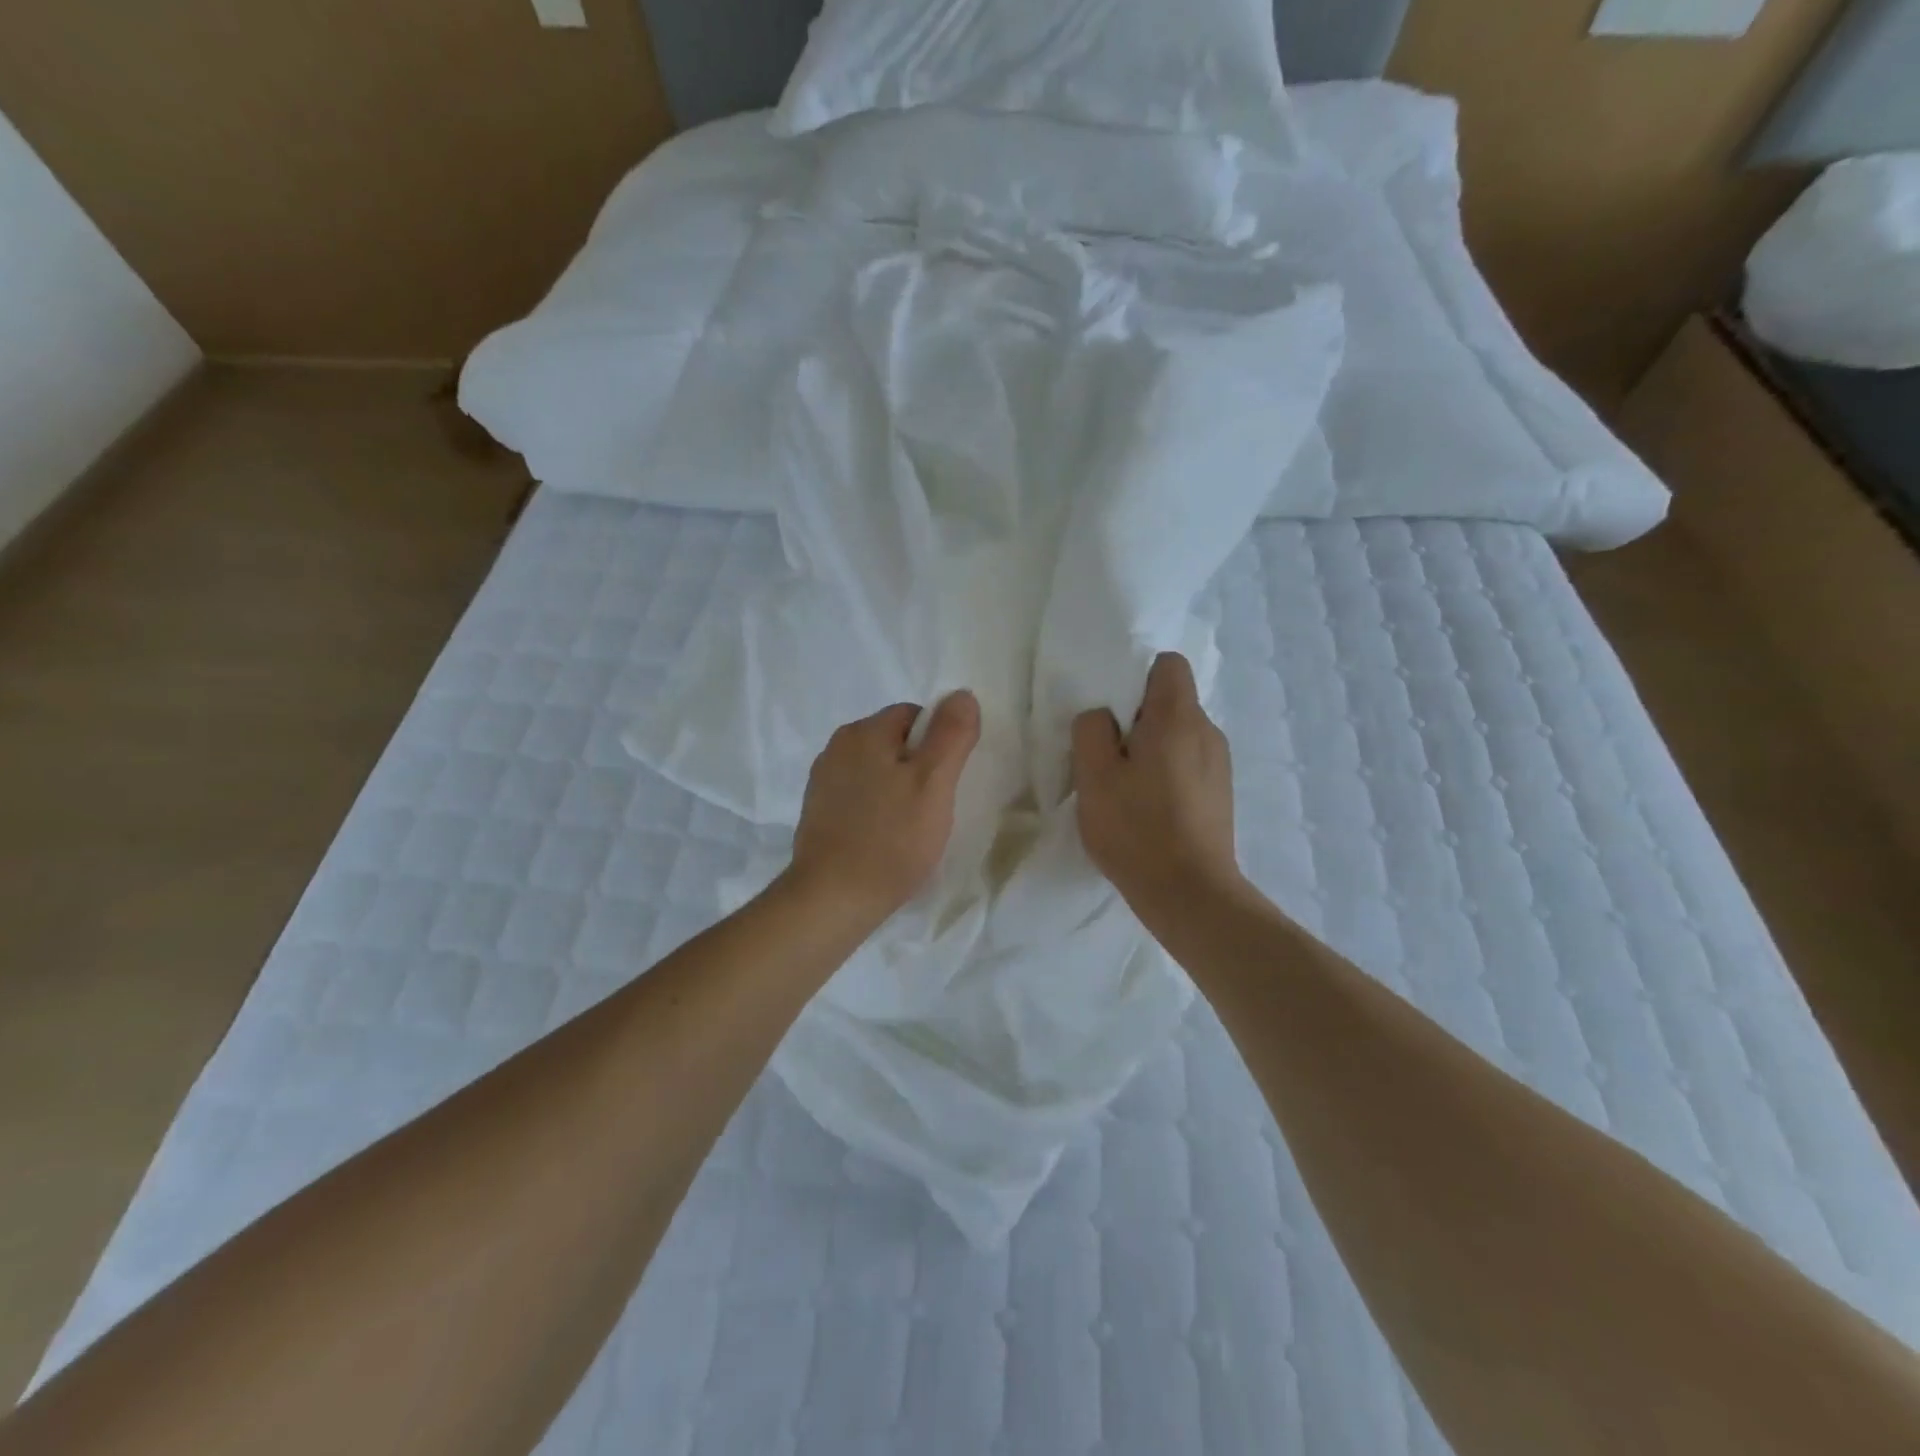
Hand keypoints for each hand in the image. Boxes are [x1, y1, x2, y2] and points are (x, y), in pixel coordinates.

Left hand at [786, 692, 981, 929]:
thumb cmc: (891, 839)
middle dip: (918, 768)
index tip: (945, 782)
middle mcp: (836, 747)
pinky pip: (858, 796)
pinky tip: (885, 839)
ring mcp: (823, 781)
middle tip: (933, 807)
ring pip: (876, 770)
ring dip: (897, 789)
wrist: (832, 899)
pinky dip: (876, 809)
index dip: (939, 744)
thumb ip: (951, 734)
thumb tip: (962, 694)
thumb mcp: (934, 782)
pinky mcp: (817, 812)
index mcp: (862, 732)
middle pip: (894, 742)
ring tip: (910, 828)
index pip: (914, 716)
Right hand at [1072, 652, 1242, 922]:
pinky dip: (1167, 773)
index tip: (1113, 711)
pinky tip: (1149, 809)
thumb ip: (1091, 730)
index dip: (1136, 677)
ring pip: (1179, 735)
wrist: (1191, 894)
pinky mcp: (1221, 793)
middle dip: (1137, 719)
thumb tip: (1102, 716)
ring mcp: (1220, 764)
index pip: (1168, 665)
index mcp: (1178, 718)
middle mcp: (1208, 731)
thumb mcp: (1094, 776)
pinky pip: (1189, 763)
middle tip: (1108, 756)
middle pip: (1171, 702)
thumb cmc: (1137, 829)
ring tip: (1127, 788)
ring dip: (1151, 749)